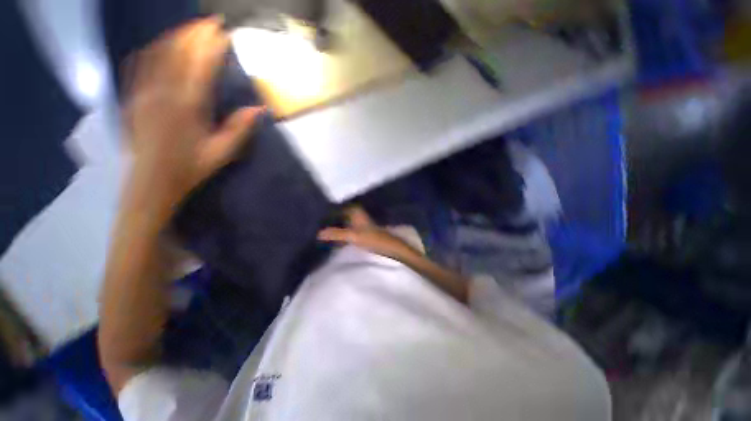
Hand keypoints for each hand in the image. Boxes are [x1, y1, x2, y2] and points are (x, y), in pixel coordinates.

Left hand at [123, 17, 263, 220]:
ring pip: (158, 54)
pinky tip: (160, 45)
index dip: (213, 46)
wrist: (151, 183)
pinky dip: (153, 50)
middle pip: (178, 53)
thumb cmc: (190, 169)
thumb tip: (259, 109)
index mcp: (188, 107)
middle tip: (210, 22)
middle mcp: (163, 93)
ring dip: (175, 37)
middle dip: (195, 33)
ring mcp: (144, 92)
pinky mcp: (133, 97)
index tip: (224, 33)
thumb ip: (239, 129)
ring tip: (189, 29)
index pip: (201, 66)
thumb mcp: (221, 153)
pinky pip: (140, 65)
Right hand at [318, 207, 420, 261]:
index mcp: (354, 210)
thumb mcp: (353, 236)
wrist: (389, 247)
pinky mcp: (359, 230)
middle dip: (327, 219)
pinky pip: (344, 229)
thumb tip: (318, 233)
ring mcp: (357, 222)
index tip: (312, 216)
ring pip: (341, 222)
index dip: (325, 212)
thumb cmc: (372, 238)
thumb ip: (335, 234)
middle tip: (313, 224)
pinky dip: (338, 232)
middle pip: (337, 215)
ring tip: (318, 230)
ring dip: (332, 226)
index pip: (335, 208)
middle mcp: (355, 213)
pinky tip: (330, 238)